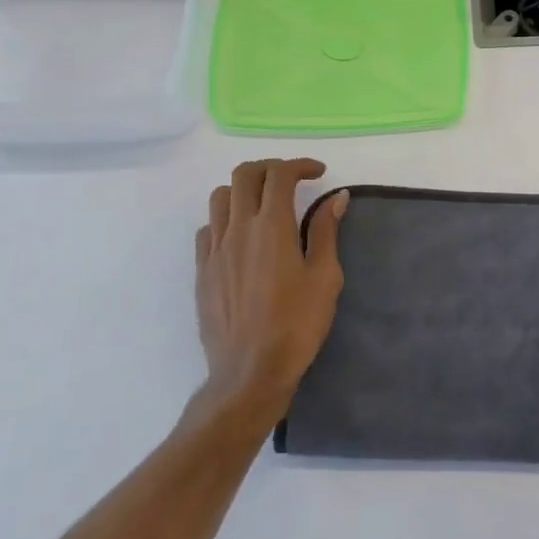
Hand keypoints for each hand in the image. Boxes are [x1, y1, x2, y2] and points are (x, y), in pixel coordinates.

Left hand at [195, 158, 346, 416]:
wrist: (249, 373)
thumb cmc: (296, 325)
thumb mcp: (325, 278)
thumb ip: (326, 232)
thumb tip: (336, 198)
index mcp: (272, 227)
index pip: (279, 175)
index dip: (299, 165)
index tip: (318, 173)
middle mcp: (238, 229)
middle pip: (244, 175)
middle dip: (270, 168)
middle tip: (292, 181)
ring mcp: (214, 250)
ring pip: (220, 197)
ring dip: (245, 190)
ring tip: (266, 205)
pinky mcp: (202, 271)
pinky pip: (208, 228)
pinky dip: (226, 219)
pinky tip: (243, 237)